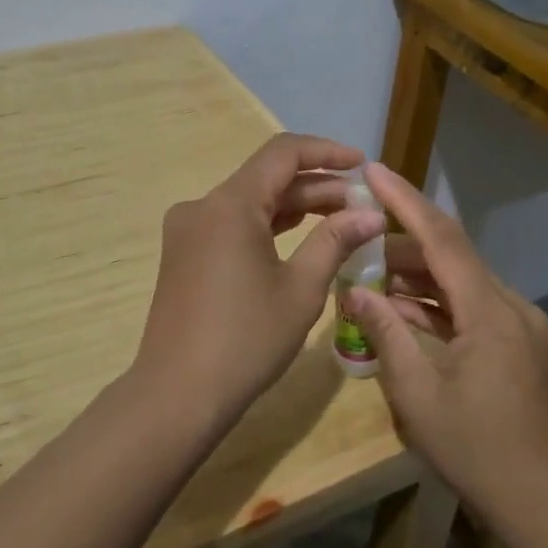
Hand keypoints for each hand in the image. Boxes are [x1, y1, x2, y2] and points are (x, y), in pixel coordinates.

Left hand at [132, 134, 386, 430]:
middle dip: (316, 185)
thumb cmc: (245, 341)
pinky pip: (232, 223)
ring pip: (249, 201)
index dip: (326, 152)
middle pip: (266, 177)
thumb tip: (370, 214)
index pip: (283, 153)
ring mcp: (188, 229)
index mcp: (230, 204)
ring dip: (293, 205)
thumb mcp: (300, 290)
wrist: (177, 395)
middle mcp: (203, 206)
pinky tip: (299, 236)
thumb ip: (335, 241)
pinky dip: (267, 225)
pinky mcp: (184, 252)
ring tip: (341, 218)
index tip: (362, 164)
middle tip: (361, 203)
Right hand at [343, 164, 547, 525]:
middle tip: (355, 237)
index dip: (404, 201)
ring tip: (368, 275)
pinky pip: (470, 307)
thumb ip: (385, 332)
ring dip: (415, 276)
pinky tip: (400, 311)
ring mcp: (519, 325)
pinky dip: (435, 304)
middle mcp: (511, 306)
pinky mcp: (518, 343)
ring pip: (459, 281)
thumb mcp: (417, 394)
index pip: (442, 238)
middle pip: (450, 256)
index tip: (373, 171)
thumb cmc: (476, 451)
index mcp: (490, 312)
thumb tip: (353, 290)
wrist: (543, 506)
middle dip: (400, 244)